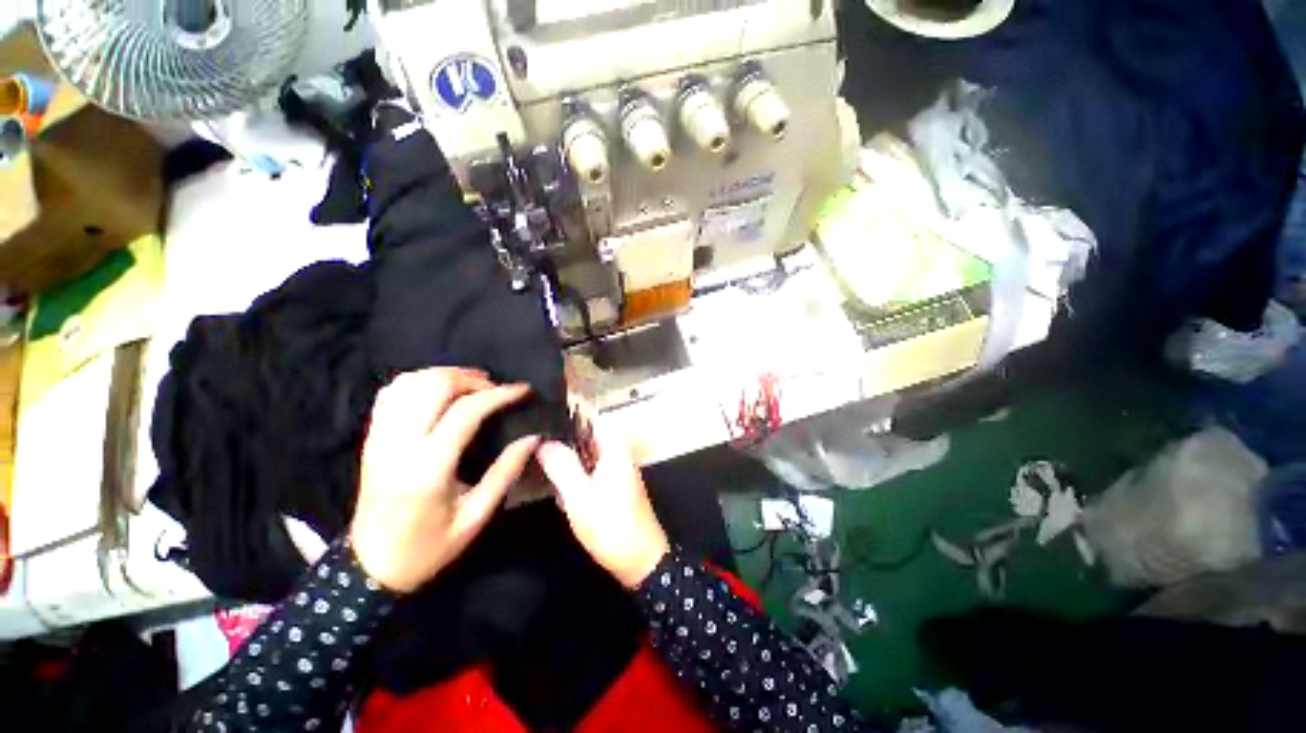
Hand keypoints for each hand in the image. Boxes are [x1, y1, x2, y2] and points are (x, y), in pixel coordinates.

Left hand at [350, 368, 538, 592]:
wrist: (370, 566)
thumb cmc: (429, 547)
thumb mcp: (476, 516)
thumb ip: (506, 472)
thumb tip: (533, 437)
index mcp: (428, 468)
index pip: (466, 412)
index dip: (499, 394)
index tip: (523, 390)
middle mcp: (399, 445)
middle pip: (434, 387)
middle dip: (472, 379)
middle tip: (496, 388)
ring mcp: (380, 439)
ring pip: (410, 383)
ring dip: (446, 376)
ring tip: (472, 385)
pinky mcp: (371, 439)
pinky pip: (391, 394)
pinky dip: (418, 382)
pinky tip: (439, 390)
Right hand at [537, 414, 669, 588]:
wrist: (641, 560)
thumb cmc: (612, 527)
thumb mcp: (580, 497)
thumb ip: (562, 466)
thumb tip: (544, 442)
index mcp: (614, 448)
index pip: (591, 415)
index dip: (568, 408)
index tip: (543, 406)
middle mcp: (617, 451)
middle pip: (587, 431)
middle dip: (562, 430)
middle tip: (532, 430)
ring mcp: (616, 466)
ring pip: (587, 448)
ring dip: (566, 448)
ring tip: (536, 447)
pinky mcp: (612, 481)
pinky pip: (590, 464)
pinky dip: (573, 464)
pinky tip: (554, 473)